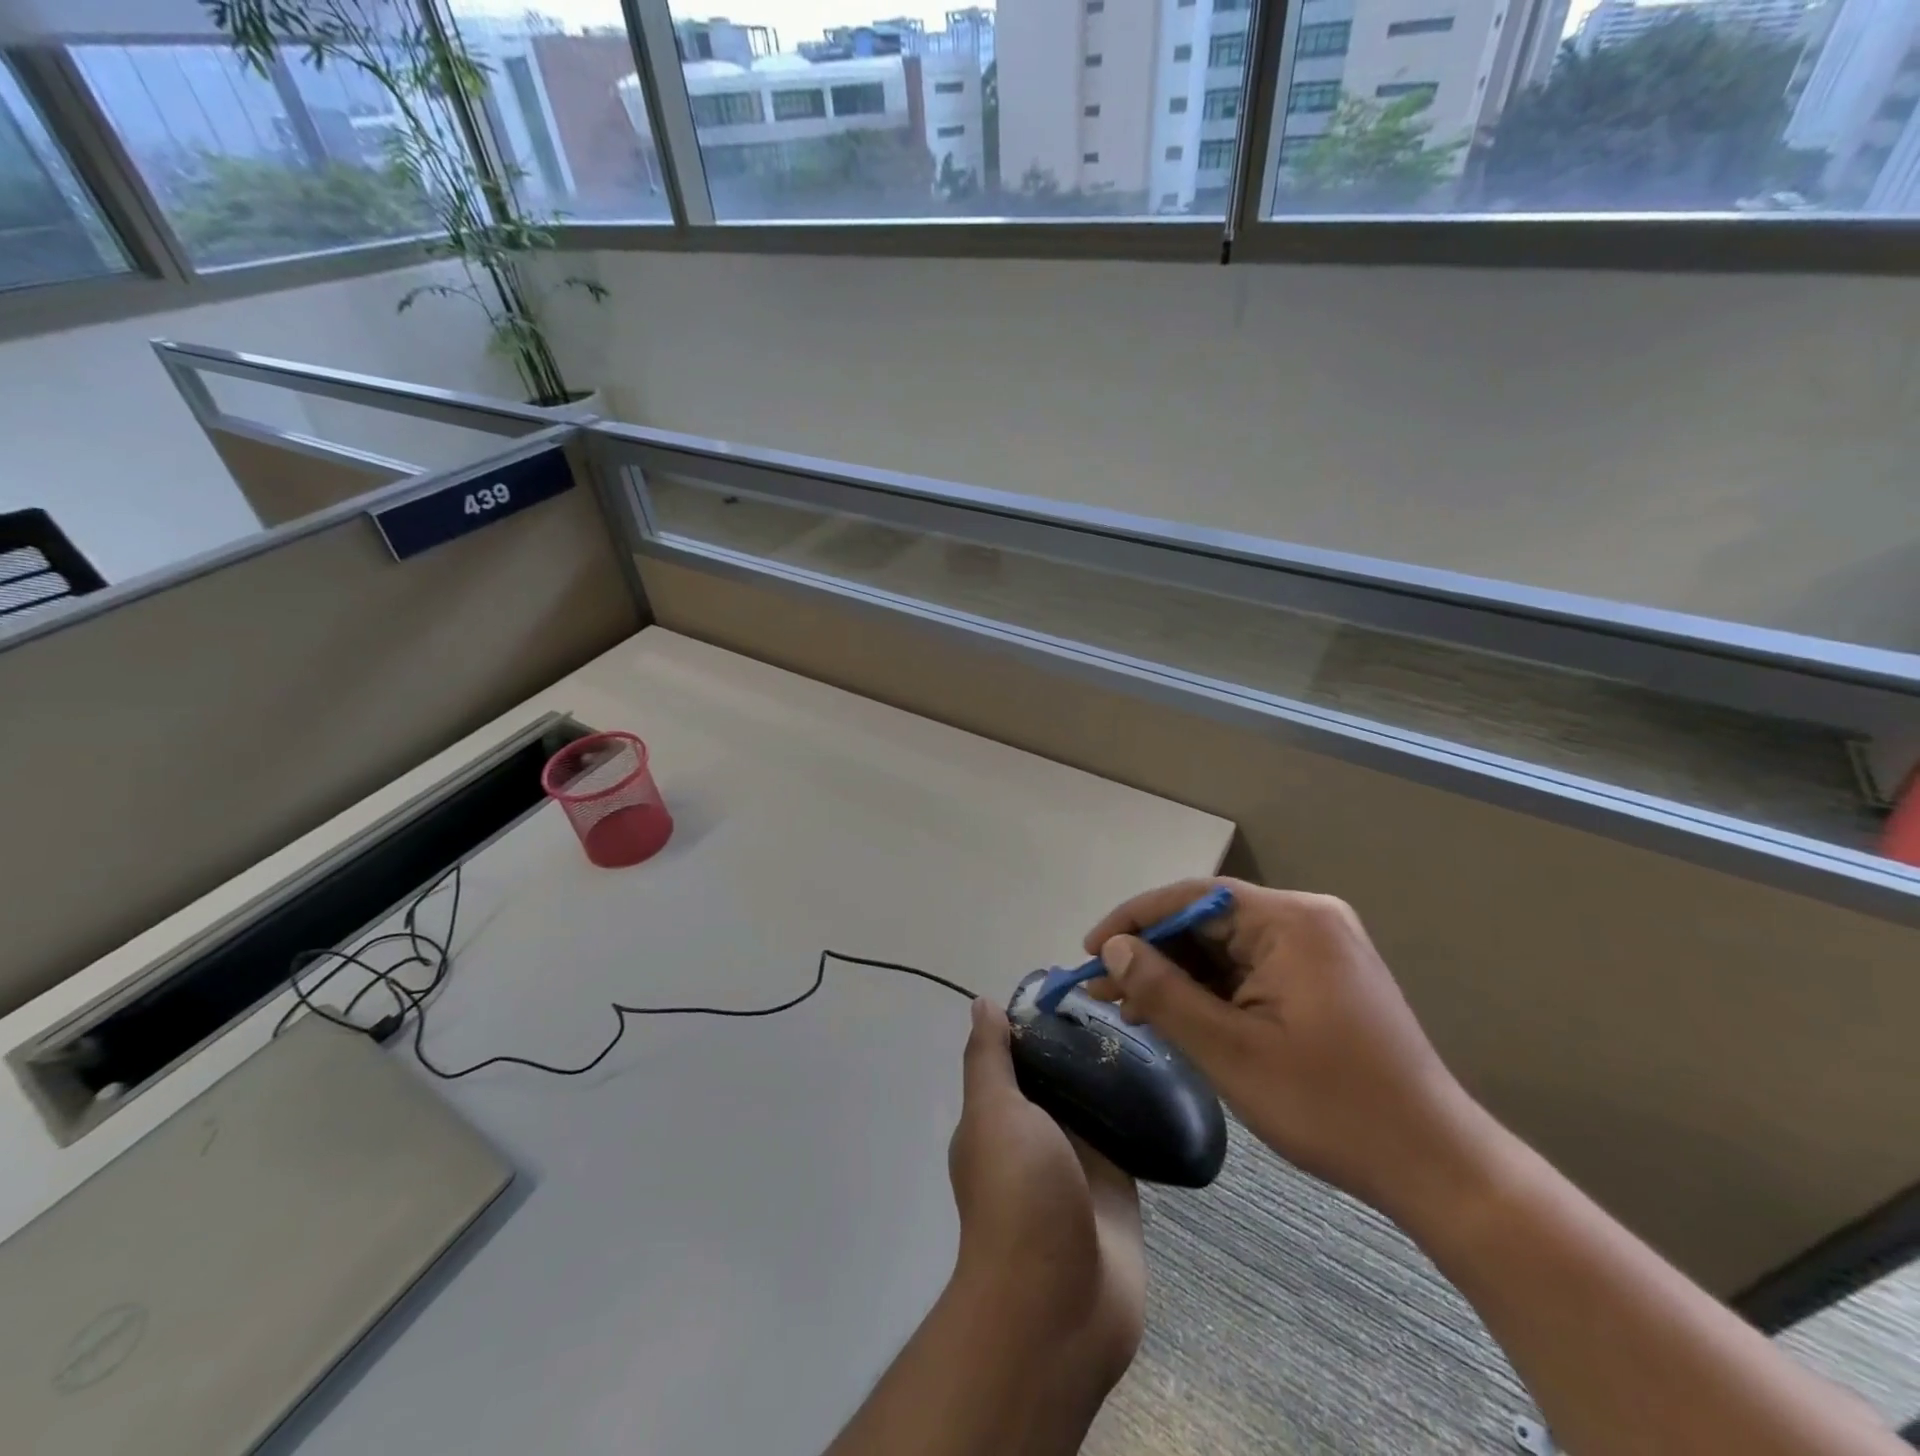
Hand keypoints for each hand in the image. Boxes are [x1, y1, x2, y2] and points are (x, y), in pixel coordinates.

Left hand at [948, 997, 1145, 1390]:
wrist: (1059, 1307)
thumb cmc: (1017, 1196)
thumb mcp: (993, 1114)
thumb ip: (989, 1060)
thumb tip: (983, 1004)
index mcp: (1001, 1113)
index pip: (1020, 1052)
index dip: (1042, 1018)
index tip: (1078, 986)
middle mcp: (1038, 1131)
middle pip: (1062, 1072)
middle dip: (1086, 1041)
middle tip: (1128, 1000)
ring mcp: (1080, 1159)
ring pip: (1098, 1100)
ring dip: (1117, 1073)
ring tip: (1155, 1024)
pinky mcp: (1119, 1184)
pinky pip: (1131, 1135)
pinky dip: (1143, 1109)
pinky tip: (1171, 1074)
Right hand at [1084, 877, 1490, 1220]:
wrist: (1434, 1163)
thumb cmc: (1329, 1106)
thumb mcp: (1231, 1051)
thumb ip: (1164, 992)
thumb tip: (1113, 950)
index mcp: (1291, 921)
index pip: (1192, 897)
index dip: (1133, 919)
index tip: (1090, 951)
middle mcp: (1307, 919)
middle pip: (1208, 921)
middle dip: (1153, 955)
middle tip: (1103, 990)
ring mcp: (1319, 947)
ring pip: (1226, 947)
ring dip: (1178, 976)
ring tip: (1129, 1008)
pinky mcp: (1323, 976)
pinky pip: (1251, 968)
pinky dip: (1211, 991)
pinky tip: (1177, 1016)